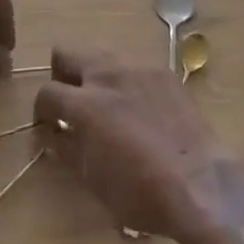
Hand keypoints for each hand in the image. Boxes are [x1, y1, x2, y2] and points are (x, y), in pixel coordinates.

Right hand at [33, 48, 225, 239]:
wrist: (202, 183)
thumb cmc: (142, 192)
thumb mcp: (93, 179)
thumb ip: (66, 148)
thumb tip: (51, 134)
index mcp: (84, 104)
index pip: (46, 92)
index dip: (42, 110)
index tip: (49, 125)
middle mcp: (107, 75)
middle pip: (66, 53)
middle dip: (62, 76)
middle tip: (72, 103)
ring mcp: (137, 67)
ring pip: (100, 51)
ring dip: (93, 72)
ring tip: (105, 100)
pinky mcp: (163, 70)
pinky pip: (132, 63)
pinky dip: (125, 77)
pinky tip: (137, 103)